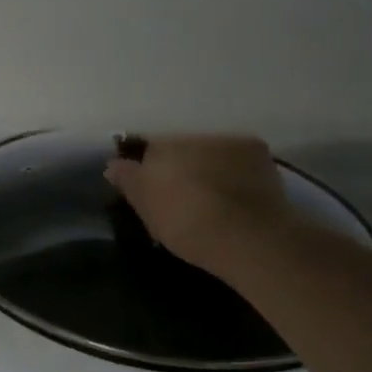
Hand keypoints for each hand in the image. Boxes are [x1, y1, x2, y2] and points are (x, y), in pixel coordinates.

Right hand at [104, 135, 298, 274]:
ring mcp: (228, 140)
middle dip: (177, 165)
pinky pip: (237, 158)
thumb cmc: (187, 223)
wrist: (249, 236)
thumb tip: (113, 164)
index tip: (148, 191)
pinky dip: (233, 170)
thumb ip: (128, 181)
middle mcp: (193, 135)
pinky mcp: (259, 152)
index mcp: (161, 146)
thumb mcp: (147, 210)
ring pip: (208, 151)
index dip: (145, 170)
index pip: (145, 150)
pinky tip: (235, 193)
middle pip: (179, 147)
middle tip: (180, 195)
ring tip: (210, 196)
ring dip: (206, 166)